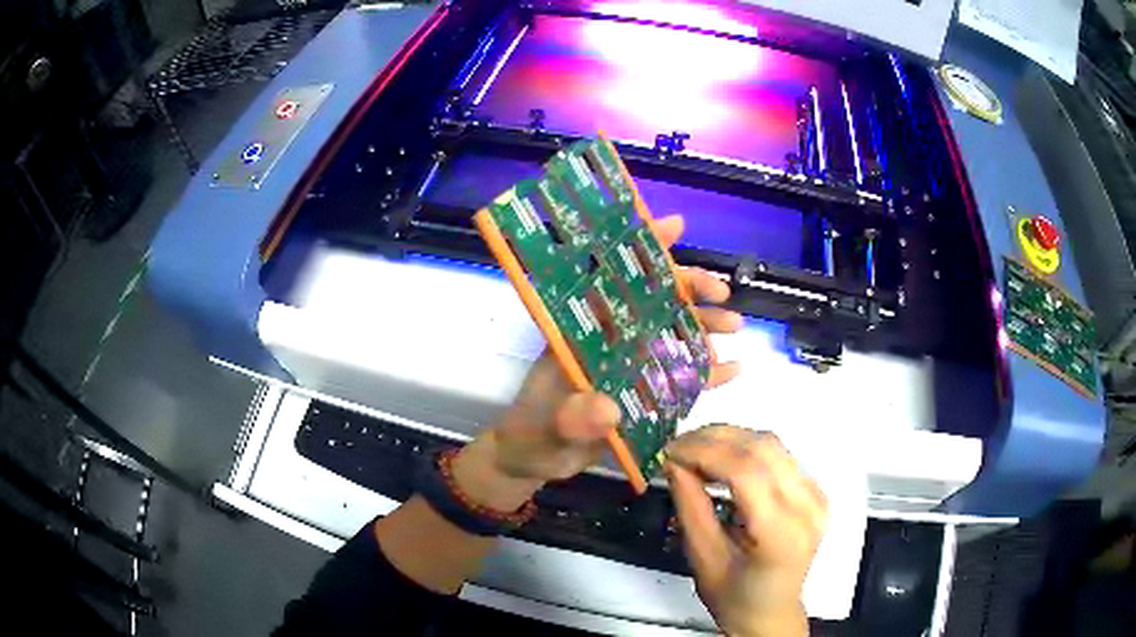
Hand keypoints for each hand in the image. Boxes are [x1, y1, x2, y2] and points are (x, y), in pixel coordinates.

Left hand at [453, 215, 743, 510]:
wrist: (536, 462)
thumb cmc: (530, 436)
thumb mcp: (545, 429)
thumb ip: (571, 419)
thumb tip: (608, 408)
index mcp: (580, 332)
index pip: (612, 280)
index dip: (642, 248)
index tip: (675, 225)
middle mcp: (608, 341)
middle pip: (652, 302)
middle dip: (688, 288)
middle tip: (721, 293)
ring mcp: (629, 367)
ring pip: (672, 334)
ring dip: (704, 326)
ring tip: (735, 326)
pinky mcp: (644, 395)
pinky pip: (681, 378)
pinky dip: (707, 372)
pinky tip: (735, 368)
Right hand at [665, 426, 827, 636]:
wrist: (771, 611)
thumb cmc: (734, 597)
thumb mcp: (703, 559)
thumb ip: (690, 507)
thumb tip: (673, 462)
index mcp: (782, 534)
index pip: (747, 472)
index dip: (705, 452)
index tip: (670, 452)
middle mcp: (808, 507)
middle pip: (763, 448)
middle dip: (715, 438)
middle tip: (677, 447)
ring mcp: (816, 496)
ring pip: (772, 444)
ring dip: (730, 438)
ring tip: (694, 450)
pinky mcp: (814, 491)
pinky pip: (778, 455)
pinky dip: (744, 449)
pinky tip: (721, 459)